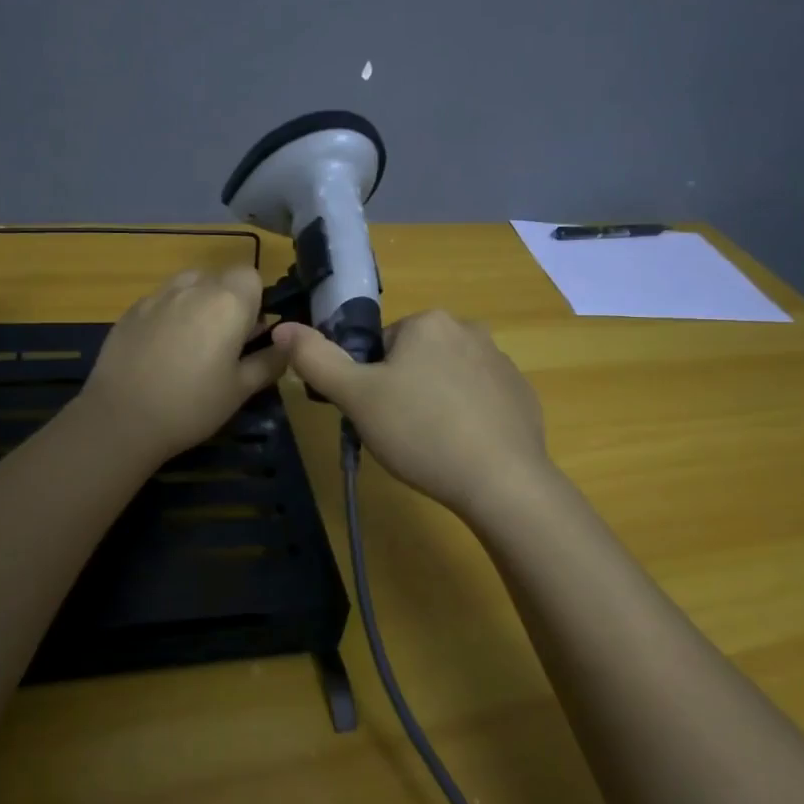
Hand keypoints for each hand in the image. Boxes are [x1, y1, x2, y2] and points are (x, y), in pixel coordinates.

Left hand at [77, 267, 289, 468]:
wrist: (122, 419)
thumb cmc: (192, 405)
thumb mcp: (241, 389)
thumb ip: (269, 361)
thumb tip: (288, 345)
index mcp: (227, 302)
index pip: (252, 275)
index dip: (255, 300)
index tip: (251, 332)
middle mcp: (193, 287)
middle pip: (220, 277)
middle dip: (227, 301)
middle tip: (224, 343)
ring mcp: (158, 296)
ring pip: (188, 285)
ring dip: (198, 303)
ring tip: (192, 343)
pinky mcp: (131, 311)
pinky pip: (161, 301)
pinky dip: (169, 315)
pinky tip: (161, 351)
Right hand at [273, 310, 556, 522]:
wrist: (502, 481)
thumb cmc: (421, 432)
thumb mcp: (357, 397)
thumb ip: (316, 360)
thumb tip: (282, 326)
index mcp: (429, 322)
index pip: (381, 347)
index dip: (370, 383)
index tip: (376, 415)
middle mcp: (470, 329)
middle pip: (415, 360)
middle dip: (402, 392)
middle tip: (399, 433)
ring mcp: (502, 362)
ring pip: (447, 380)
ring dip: (434, 405)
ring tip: (431, 447)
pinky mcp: (521, 395)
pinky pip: (479, 400)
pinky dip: (467, 419)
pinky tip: (463, 451)